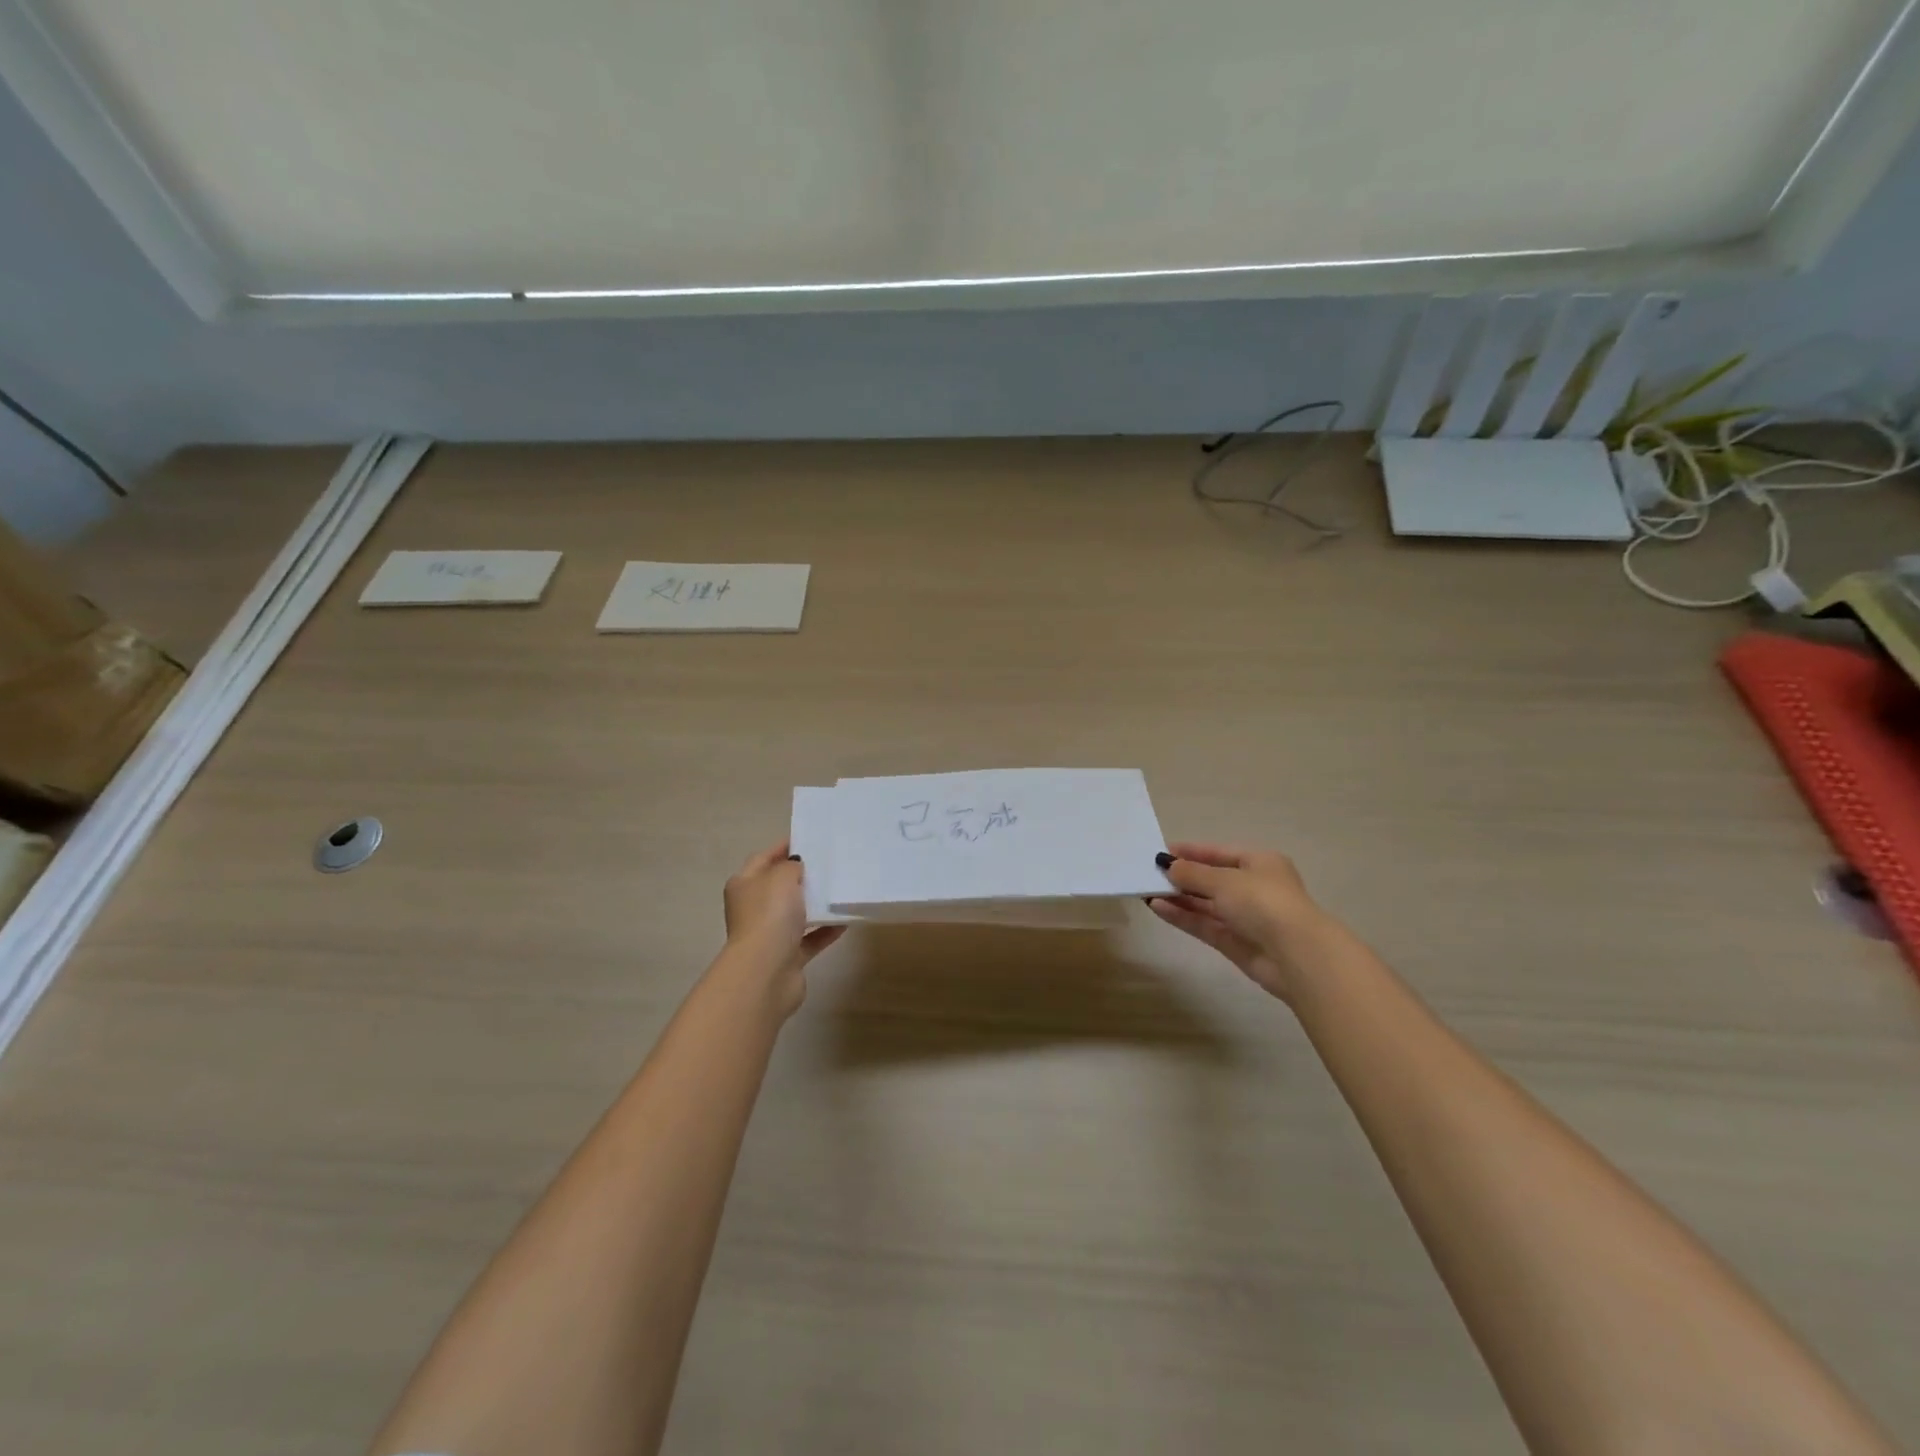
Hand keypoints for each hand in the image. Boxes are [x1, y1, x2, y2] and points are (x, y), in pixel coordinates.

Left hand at [721, 842, 845, 1014]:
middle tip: (830, 863)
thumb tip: (796, 865)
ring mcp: (769, 934)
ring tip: (840, 889)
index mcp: (744, 885)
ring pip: (795, 913)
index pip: (763, 858)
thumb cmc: (770, 915)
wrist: (767, 972)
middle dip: (802, 876)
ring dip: (815, 904)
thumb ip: (792, 865)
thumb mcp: (782, 877)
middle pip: (779, 886)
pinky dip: (825, 930)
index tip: (809, 838)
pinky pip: (810, 938)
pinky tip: (846, 921)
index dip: (783, 847)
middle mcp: (753, 908)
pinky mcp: (787, 957)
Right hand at [1148, 842, 1333, 1004]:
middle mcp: (1253, 888)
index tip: (1161, 851)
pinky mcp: (1235, 942)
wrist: (1296, 955)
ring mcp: (1245, 917)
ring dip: (1178, 898)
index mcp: (1260, 863)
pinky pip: (1204, 924)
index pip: (1219, 853)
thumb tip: (1167, 865)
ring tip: (1147, 891)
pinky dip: (1182, 916)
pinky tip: (1158, 907)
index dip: (1191, 851)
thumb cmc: (1263, 902)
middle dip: (1182, 877)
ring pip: (1205, 904)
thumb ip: (1192, 873)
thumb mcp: (1224, 880)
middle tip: (1149, 873)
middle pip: (1211, 879)